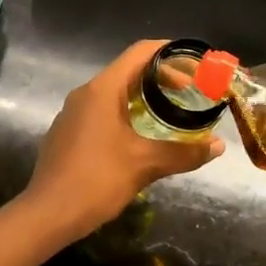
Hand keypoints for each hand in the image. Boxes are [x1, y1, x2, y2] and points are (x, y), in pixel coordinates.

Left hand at [20, 40, 224, 244]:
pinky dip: (126, 114)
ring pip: (114, 93)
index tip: (195, 65)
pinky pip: (102, 112)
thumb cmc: (96, 180)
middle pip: (128, 71)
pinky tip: (140, 137)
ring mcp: (73, 113)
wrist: (47, 213)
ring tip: (171, 114)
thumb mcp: (145, 165)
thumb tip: (218, 146)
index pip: (140, 53)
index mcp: (103, 89)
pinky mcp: (68, 132)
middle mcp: (86, 93)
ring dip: (144, 98)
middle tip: (190, 94)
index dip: (170, 52)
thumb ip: (183, 152)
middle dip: (161, 78)